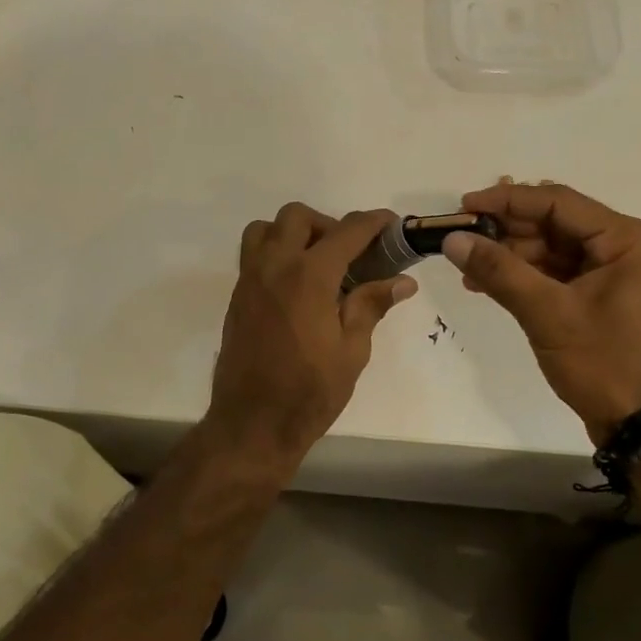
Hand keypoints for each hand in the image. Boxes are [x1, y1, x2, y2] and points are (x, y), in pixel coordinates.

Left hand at [203, 204, 416, 470]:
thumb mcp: (352, 351)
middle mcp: (274, 266)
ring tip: (317, 263)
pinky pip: (253, 254)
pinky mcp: (238, 296)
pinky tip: (297, 286)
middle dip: (329, 225)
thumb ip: (371, 305)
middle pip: (298, 217)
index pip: (346, 232)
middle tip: (350, 254)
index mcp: (308, 276)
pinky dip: (276, 252)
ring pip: (266, 229)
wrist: (252, 424)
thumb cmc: (310, 392)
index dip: (373, 223)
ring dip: (293, 233)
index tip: (392, 224)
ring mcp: (250, 280)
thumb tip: (403, 281)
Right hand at [442, 181, 640, 444]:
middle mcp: (628, 246)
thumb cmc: (603, 363)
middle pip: (556, 223)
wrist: (640, 426)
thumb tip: (452, 238)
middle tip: (462, 237)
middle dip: (507, 231)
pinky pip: (560, 272)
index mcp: (628, 240)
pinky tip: (487, 283)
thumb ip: (498, 271)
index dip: (508, 201)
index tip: (465, 205)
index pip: (559, 203)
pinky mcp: (605, 295)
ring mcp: (618, 272)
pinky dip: (526, 276)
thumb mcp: (547, 313)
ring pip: (554, 248)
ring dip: (511, 255)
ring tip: (468, 266)